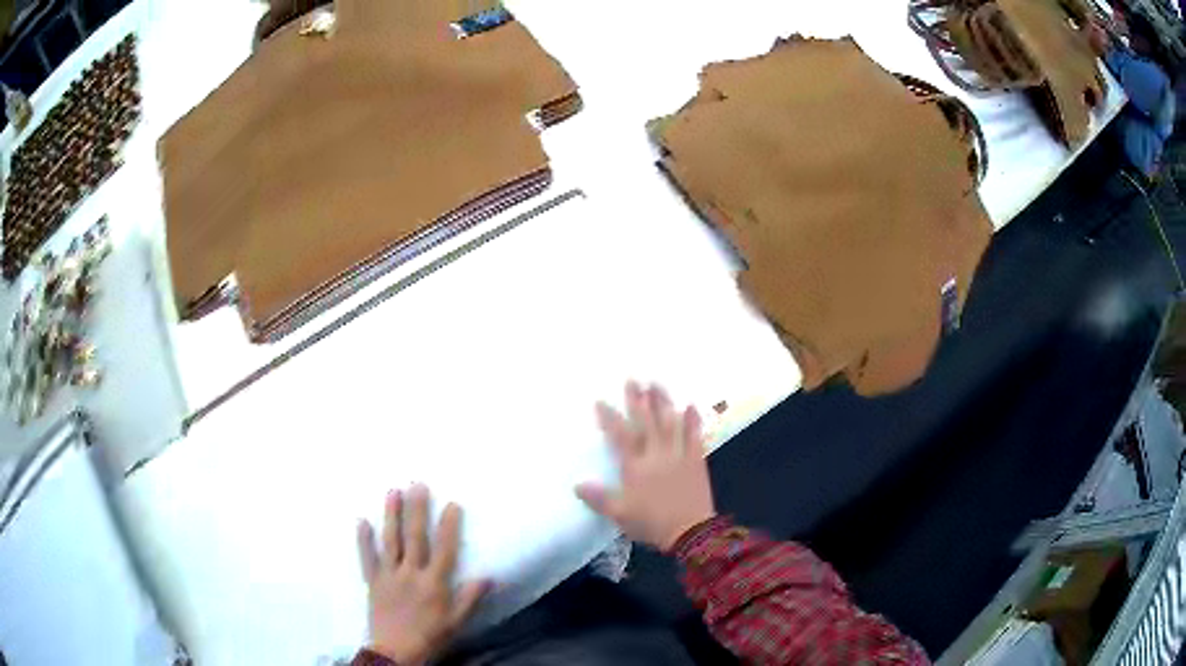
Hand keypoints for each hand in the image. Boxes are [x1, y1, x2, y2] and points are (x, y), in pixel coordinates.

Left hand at [356, 485, 488, 665]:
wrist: (396, 652)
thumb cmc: (430, 637)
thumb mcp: (456, 622)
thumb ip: (469, 598)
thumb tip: (488, 576)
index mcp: (434, 583)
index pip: (444, 550)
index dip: (448, 527)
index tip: (452, 504)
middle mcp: (411, 573)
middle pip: (414, 538)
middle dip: (417, 510)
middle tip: (418, 484)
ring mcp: (389, 575)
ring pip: (390, 541)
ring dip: (391, 516)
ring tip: (392, 492)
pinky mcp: (373, 581)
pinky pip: (367, 558)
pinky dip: (363, 539)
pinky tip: (361, 520)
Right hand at [576, 382, 716, 551]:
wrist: (690, 532)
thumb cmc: (651, 523)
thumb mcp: (619, 514)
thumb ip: (599, 498)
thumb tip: (577, 484)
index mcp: (635, 466)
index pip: (620, 436)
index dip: (610, 418)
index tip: (600, 401)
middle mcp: (656, 454)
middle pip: (646, 421)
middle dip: (637, 399)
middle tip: (633, 379)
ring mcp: (679, 455)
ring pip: (670, 422)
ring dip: (663, 401)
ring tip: (656, 383)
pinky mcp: (696, 460)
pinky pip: (694, 435)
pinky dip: (692, 420)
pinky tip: (690, 405)